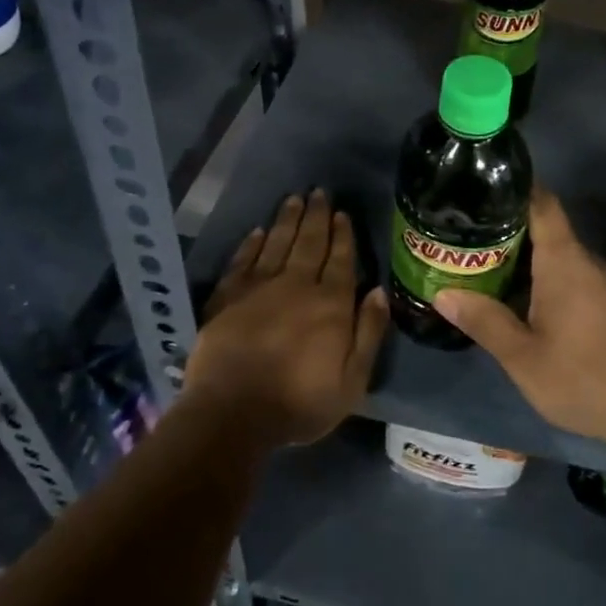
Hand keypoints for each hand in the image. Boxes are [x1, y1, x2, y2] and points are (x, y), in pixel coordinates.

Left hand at [184, 190, 387, 448]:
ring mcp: (258, 287)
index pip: (341, 259)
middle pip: (309, 242)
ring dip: (287, 220)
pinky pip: (242, 261)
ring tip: (294, 199)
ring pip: (276, 243)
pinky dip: (251, 243)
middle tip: (319, 192)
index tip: (343, 213)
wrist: (232, 413)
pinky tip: (257, 230)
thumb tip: (378, 290)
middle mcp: (296, 285)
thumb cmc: (299, 403)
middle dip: (316, 216)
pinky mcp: (227, 297)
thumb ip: (368, 332)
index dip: (343, 234)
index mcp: (330, 303)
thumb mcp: (351, 380)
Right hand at [434, 186, 605, 452]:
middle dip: (504, 224)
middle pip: (543, 225)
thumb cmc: (582, 375)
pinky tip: (513, 293)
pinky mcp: (604, 303)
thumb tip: (442, 294)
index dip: (512, 187)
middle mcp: (583, 260)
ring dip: (519, 253)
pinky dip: (537, 273)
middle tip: (462, 230)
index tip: (478, 185)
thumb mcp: (522, 355)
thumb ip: (484, 320)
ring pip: (553, 252)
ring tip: (478, 258)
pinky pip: (565, 273)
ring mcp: (598, 281)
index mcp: (563, 259)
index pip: (540, 201)